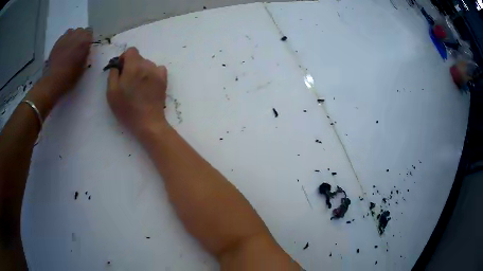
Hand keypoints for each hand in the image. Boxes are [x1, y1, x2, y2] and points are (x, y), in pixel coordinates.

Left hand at [47, 28, 91, 92]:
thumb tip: (85, 50)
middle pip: (80, 30)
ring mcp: (65, 38)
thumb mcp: (82, 67)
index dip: (88, 39)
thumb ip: (85, 55)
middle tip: (77, 47)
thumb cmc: (70, 76)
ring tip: (70, 47)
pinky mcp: (57, 43)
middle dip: (80, 37)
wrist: (53, 80)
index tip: (86, 46)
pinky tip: (62, 50)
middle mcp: (75, 36)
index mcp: (84, 41)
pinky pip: (63, 37)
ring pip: (71, 31)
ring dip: (72, 37)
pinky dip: (64, 41)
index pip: (89, 32)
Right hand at [107, 47, 168, 138]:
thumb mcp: (111, 92)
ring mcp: (157, 72)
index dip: (124, 58)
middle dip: (131, 66)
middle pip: (139, 58)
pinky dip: (152, 73)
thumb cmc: (126, 108)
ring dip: (141, 70)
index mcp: (134, 66)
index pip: (131, 50)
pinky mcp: (164, 80)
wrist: (147, 122)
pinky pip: (158, 69)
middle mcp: (147, 65)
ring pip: (147, 64)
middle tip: (127, 82)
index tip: (121, 70)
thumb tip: (117, 66)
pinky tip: (148, 84)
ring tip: (138, 86)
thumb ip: (113, 74)